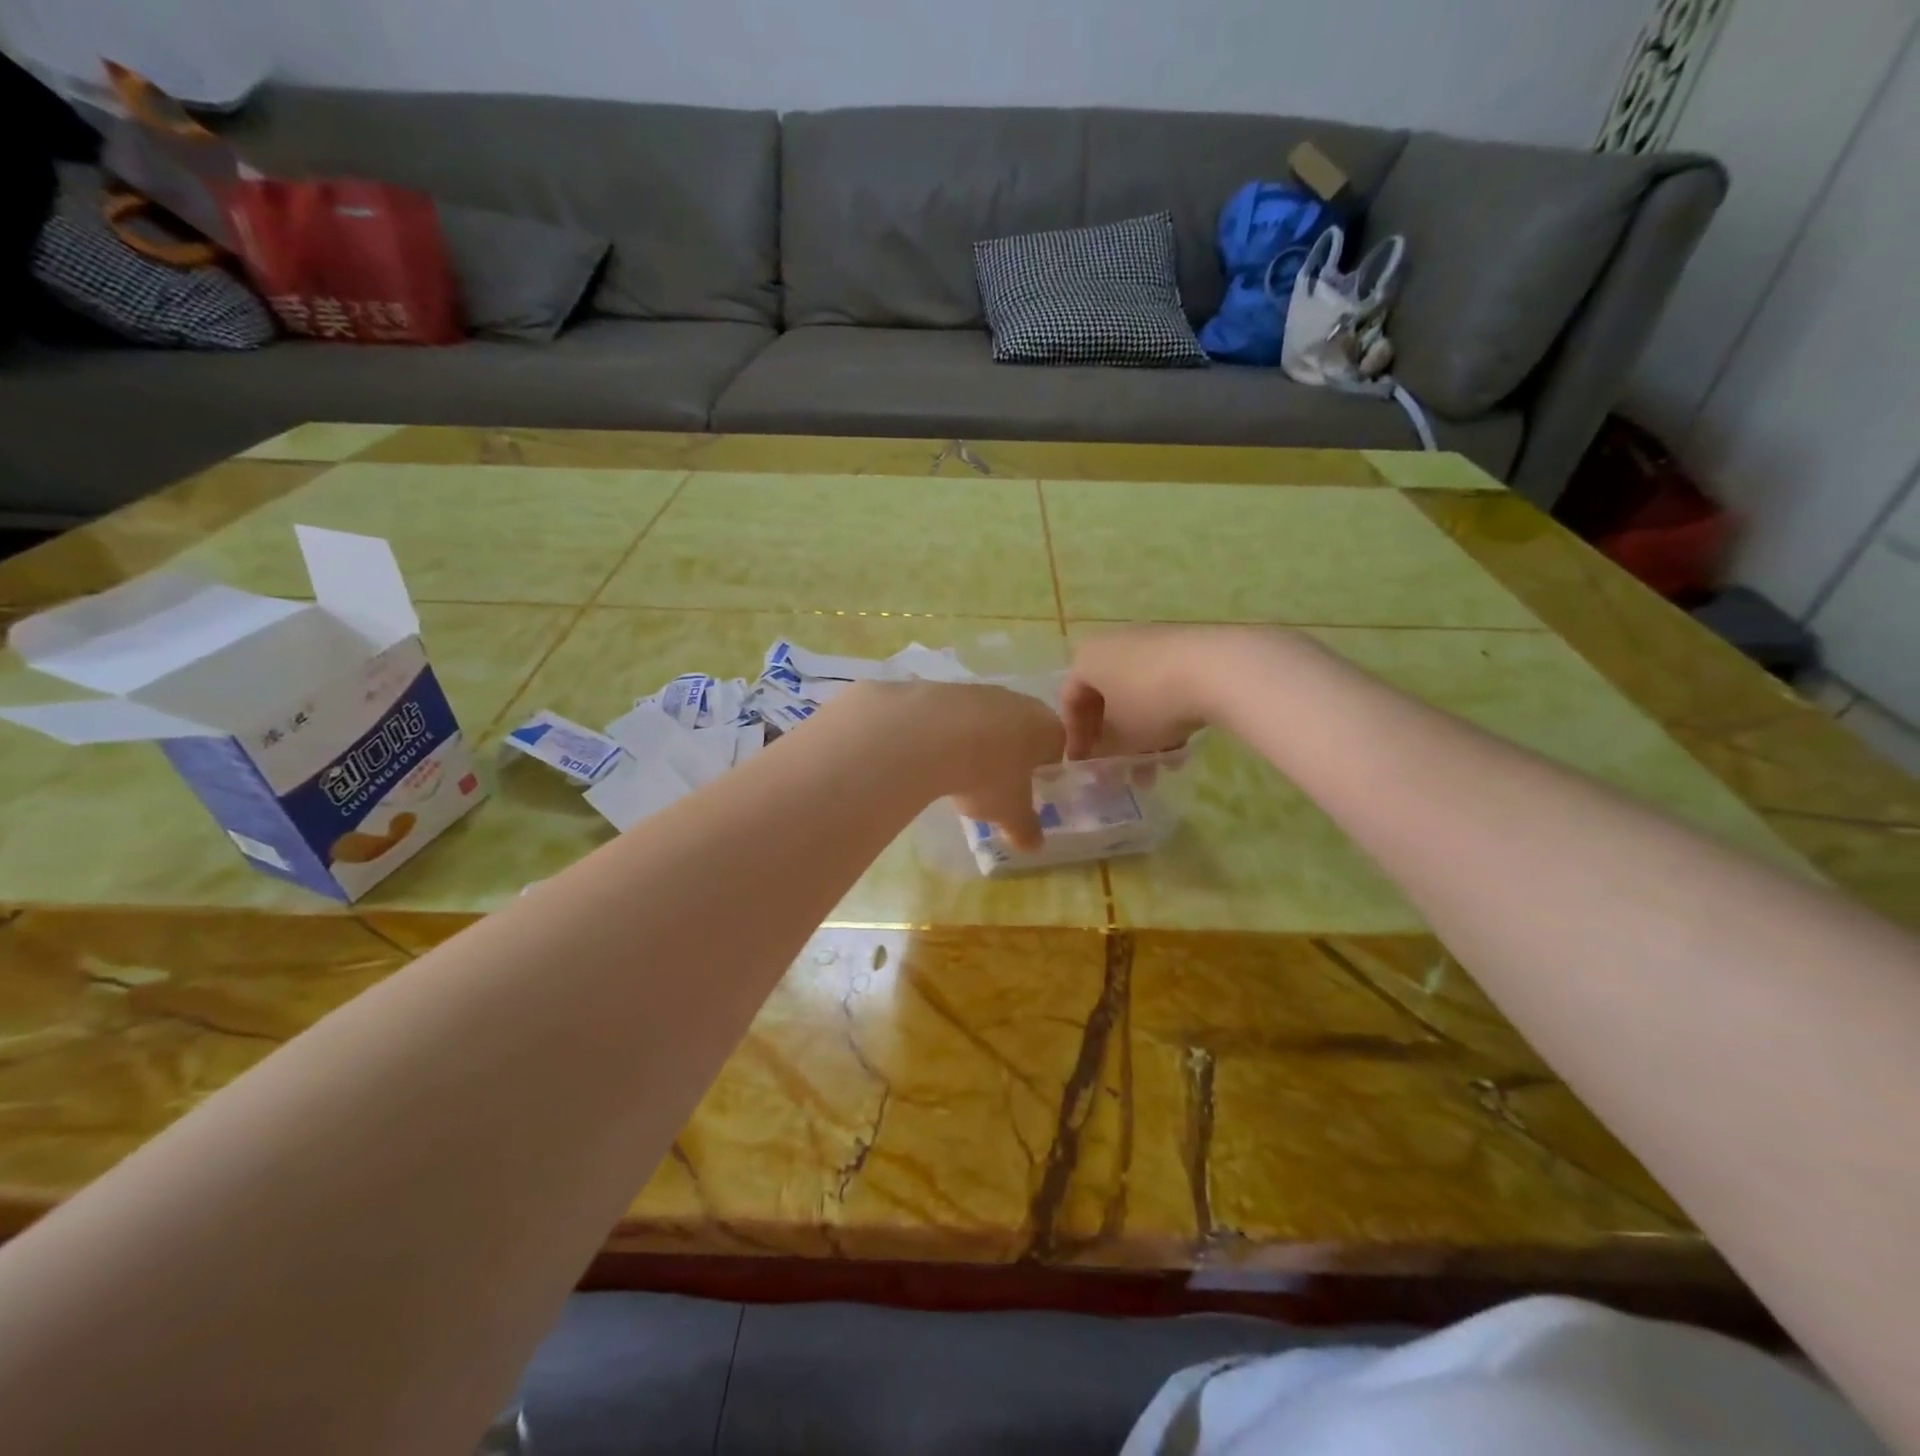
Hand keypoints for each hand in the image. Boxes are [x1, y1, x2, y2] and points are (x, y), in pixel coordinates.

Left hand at [833, 680, 1065, 850]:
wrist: (930, 734)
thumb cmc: (988, 774)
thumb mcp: (1010, 811)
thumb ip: (1025, 828)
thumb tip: (1034, 845)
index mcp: (1045, 726)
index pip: (1056, 746)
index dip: (1044, 771)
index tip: (1027, 792)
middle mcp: (1017, 701)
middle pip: (1020, 729)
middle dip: (1009, 755)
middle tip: (993, 785)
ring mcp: (978, 690)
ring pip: (985, 720)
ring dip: (976, 743)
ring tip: (957, 774)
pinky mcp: (943, 688)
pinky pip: (952, 717)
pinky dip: (947, 735)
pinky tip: (932, 756)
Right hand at [1060, 626, 1245, 759]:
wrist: (1217, 668)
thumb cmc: (1151, 702)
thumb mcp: (1122, 738)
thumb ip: (1104, 754)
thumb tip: (1100, 768)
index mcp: (1086, 659)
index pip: (1069, 702)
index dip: (1075, 739)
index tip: (1084, 767)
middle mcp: (1113, 645)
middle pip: (1104, 699)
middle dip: (1112, 741)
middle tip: (1119, 771)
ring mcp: (1150, 644)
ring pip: (1136, 697)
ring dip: (1141, 737)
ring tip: (1155, 771)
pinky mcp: (1183, 649)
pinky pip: (1162, 688)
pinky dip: (1164, 718)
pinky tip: (1179, 750)